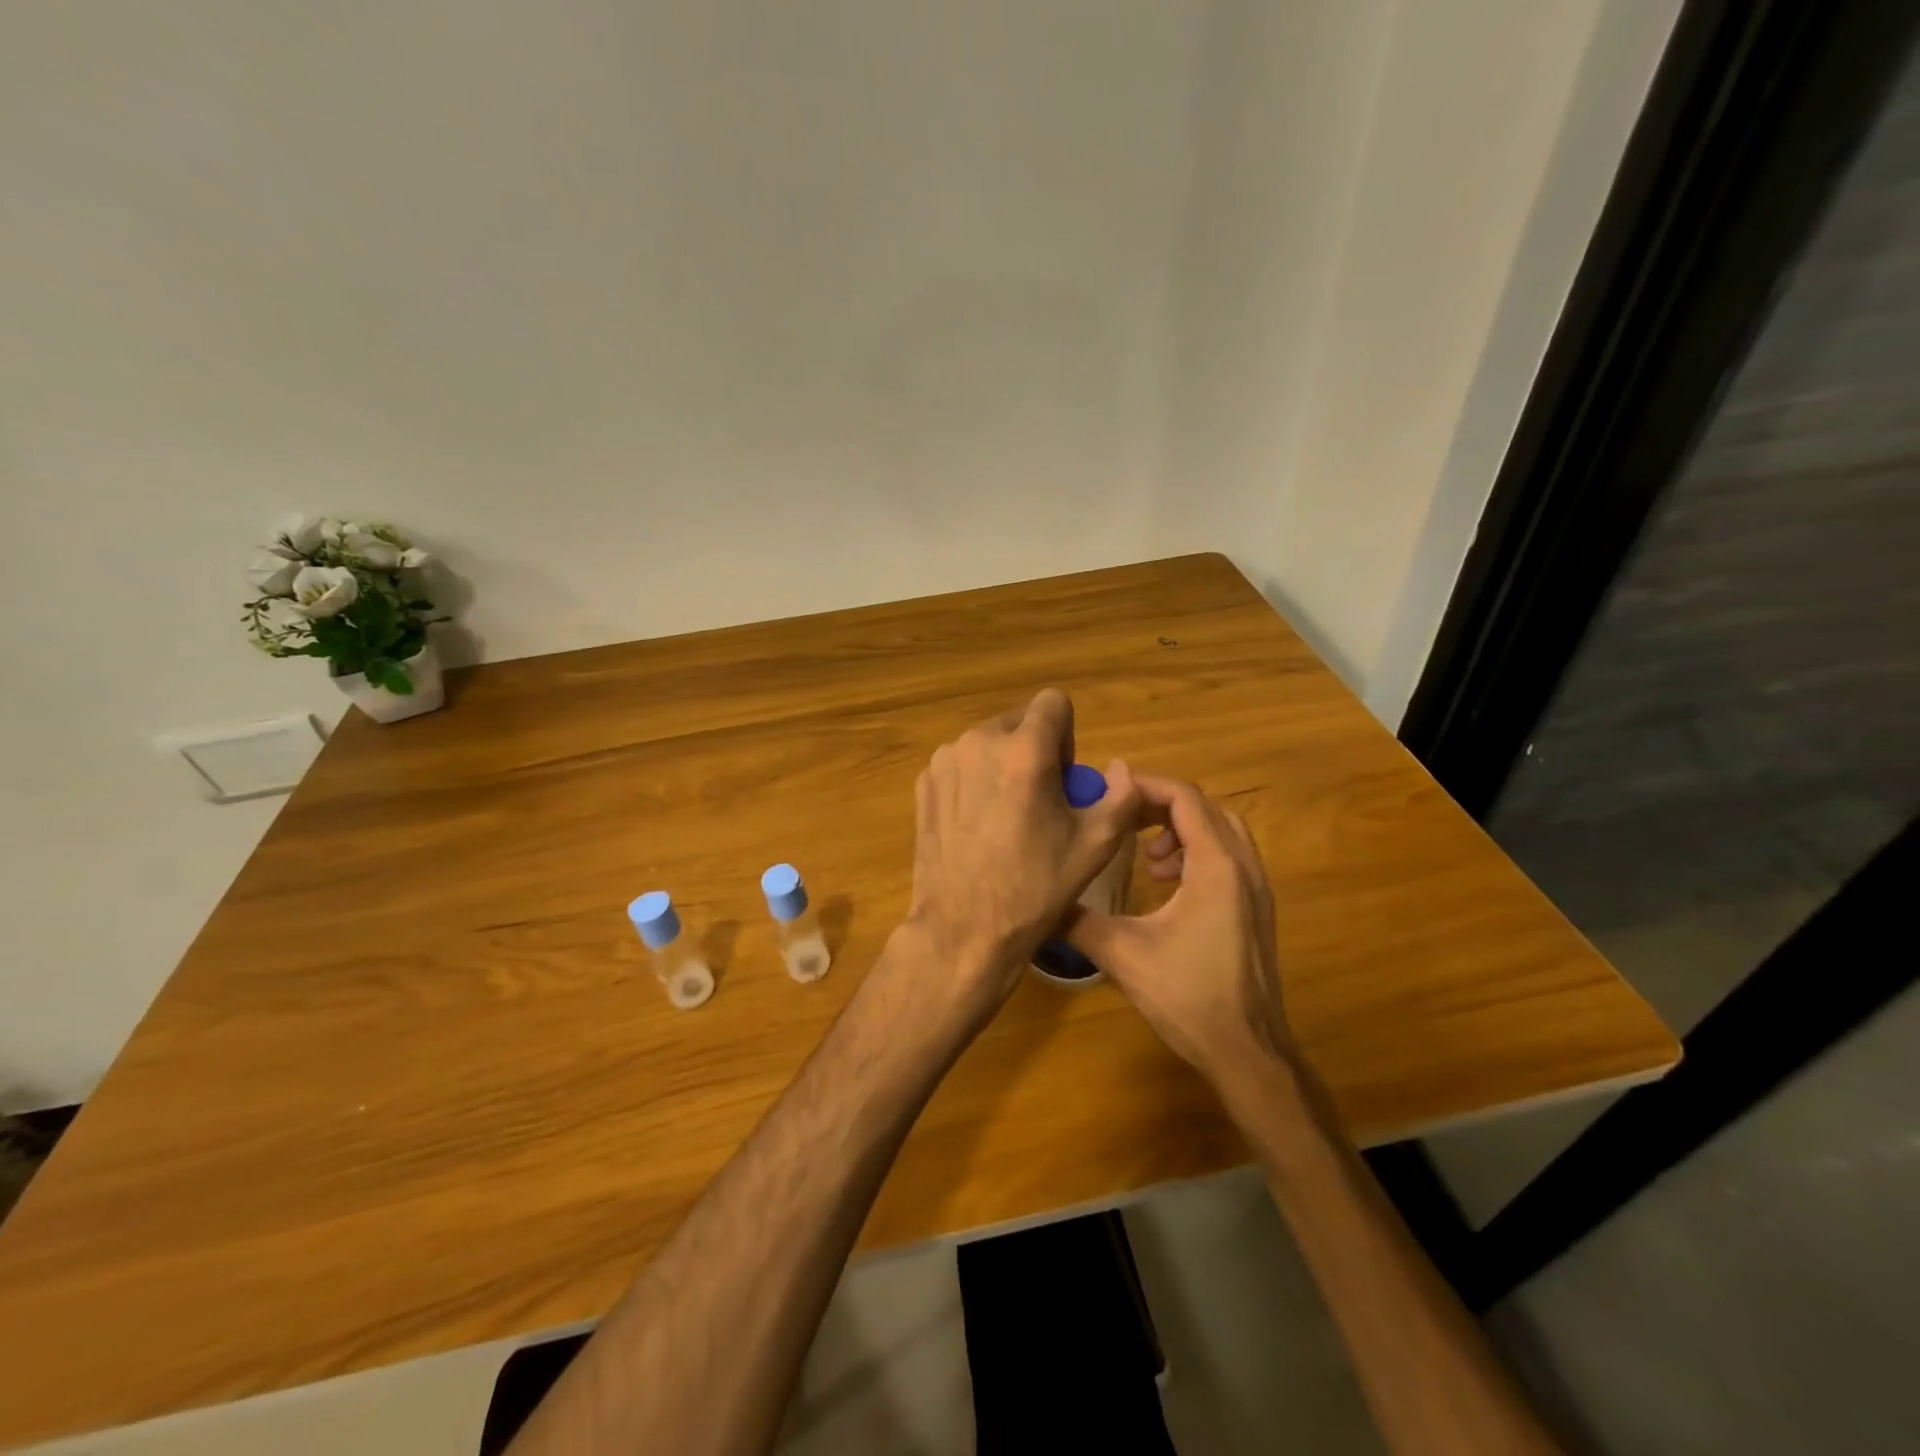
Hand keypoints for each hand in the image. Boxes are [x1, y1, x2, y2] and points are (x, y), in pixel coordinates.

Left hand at [904, 689, 1139, 1015]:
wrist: (964, 927)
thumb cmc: (1036, 886)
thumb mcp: (1096, 843)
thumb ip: (1122, 794)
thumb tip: (1119, 768)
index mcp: (1024, 750)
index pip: (1053, 702)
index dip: (1067, 735)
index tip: (1062, 777)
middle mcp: (979, 742)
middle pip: (1018, 722)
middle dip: (1035, 750)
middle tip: (1039, 801)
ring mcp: (945, 761)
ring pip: (988, 743)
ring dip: (1004, 764)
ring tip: (1006, 817)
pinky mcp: (924, 782)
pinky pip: (961, 764)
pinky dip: (975, 781)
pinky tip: (978, 826)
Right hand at [1068, 775, 1293, 1087]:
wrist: (1247, 1051)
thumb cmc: (1187, 996)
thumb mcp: (1122, 954)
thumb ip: (1079, 920)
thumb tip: (1042, 900)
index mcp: (1216, 866)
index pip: (1184, 798)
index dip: (1145, 787)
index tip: (1109, 794)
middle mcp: (1243, 867)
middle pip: (1205, 807)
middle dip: (1161, 806)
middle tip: (1123, 823)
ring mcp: (1257, 888)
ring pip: (1222, 831)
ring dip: (1182, 830)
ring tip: (1148, 859)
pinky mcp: (1258, 908)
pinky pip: (1230, 857)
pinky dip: (1198, 853)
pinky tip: (1169, 886)